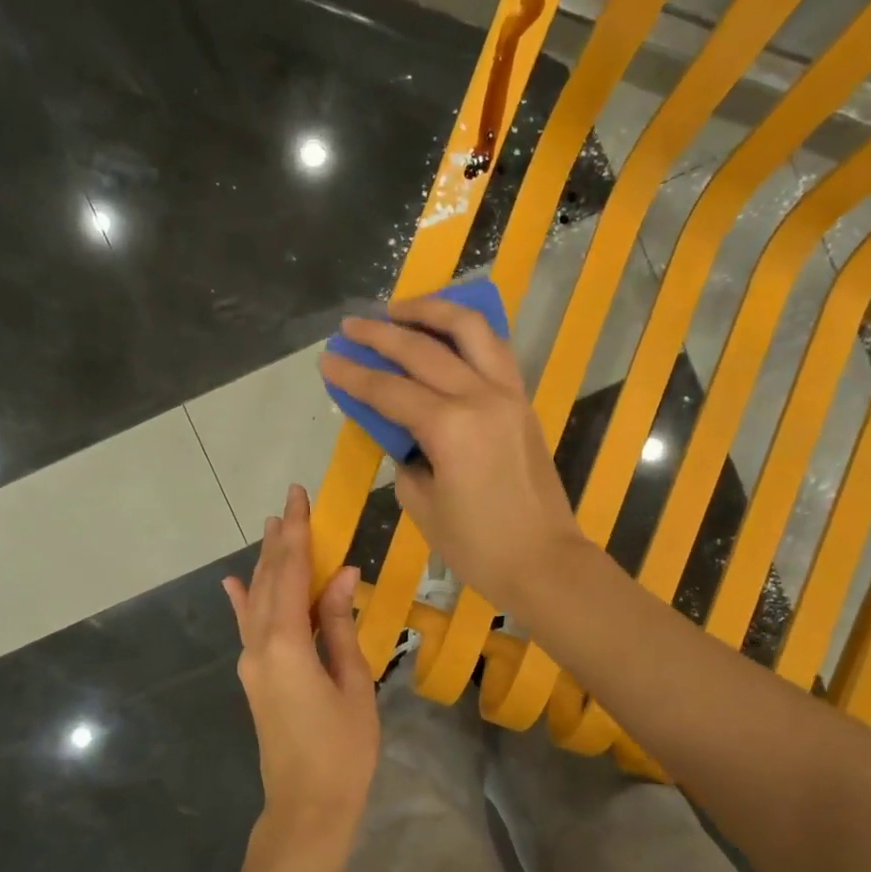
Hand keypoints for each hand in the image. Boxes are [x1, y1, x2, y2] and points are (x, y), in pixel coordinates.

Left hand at [223, 485, 379, 847]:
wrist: (307, 806)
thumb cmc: (342, 749)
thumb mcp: (352, 682)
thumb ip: (339, 626)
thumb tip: (342, 575)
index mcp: (286, 644)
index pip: (291, 574)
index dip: (297, 534)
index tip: (299, 497)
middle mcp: (259, 646)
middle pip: (270, 580)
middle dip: (281, 539)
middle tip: (290, 501)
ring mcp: (252, 663)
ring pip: (257, 600)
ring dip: (267, 562)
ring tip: (272, 527)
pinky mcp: (255, 677)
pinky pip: (248, 628)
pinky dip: (243, 601)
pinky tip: (234, 583)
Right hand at [318, 297, 582, 611]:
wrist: (544, 561)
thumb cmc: (478, 546)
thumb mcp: (423, 505)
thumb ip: (406, 458)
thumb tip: (403, 434)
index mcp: (450, 427)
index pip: (389, 390)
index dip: (353, 375)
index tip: (326, 359)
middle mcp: (481, 397)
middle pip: (423, 350)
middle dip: (380, 334)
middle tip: (350, 327)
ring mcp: (509, 394)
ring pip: (470, 331)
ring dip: (432, 312)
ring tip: (400, 310)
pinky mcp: (523, 401)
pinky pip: (494, 350)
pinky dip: (466, 333)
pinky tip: (445, 332)